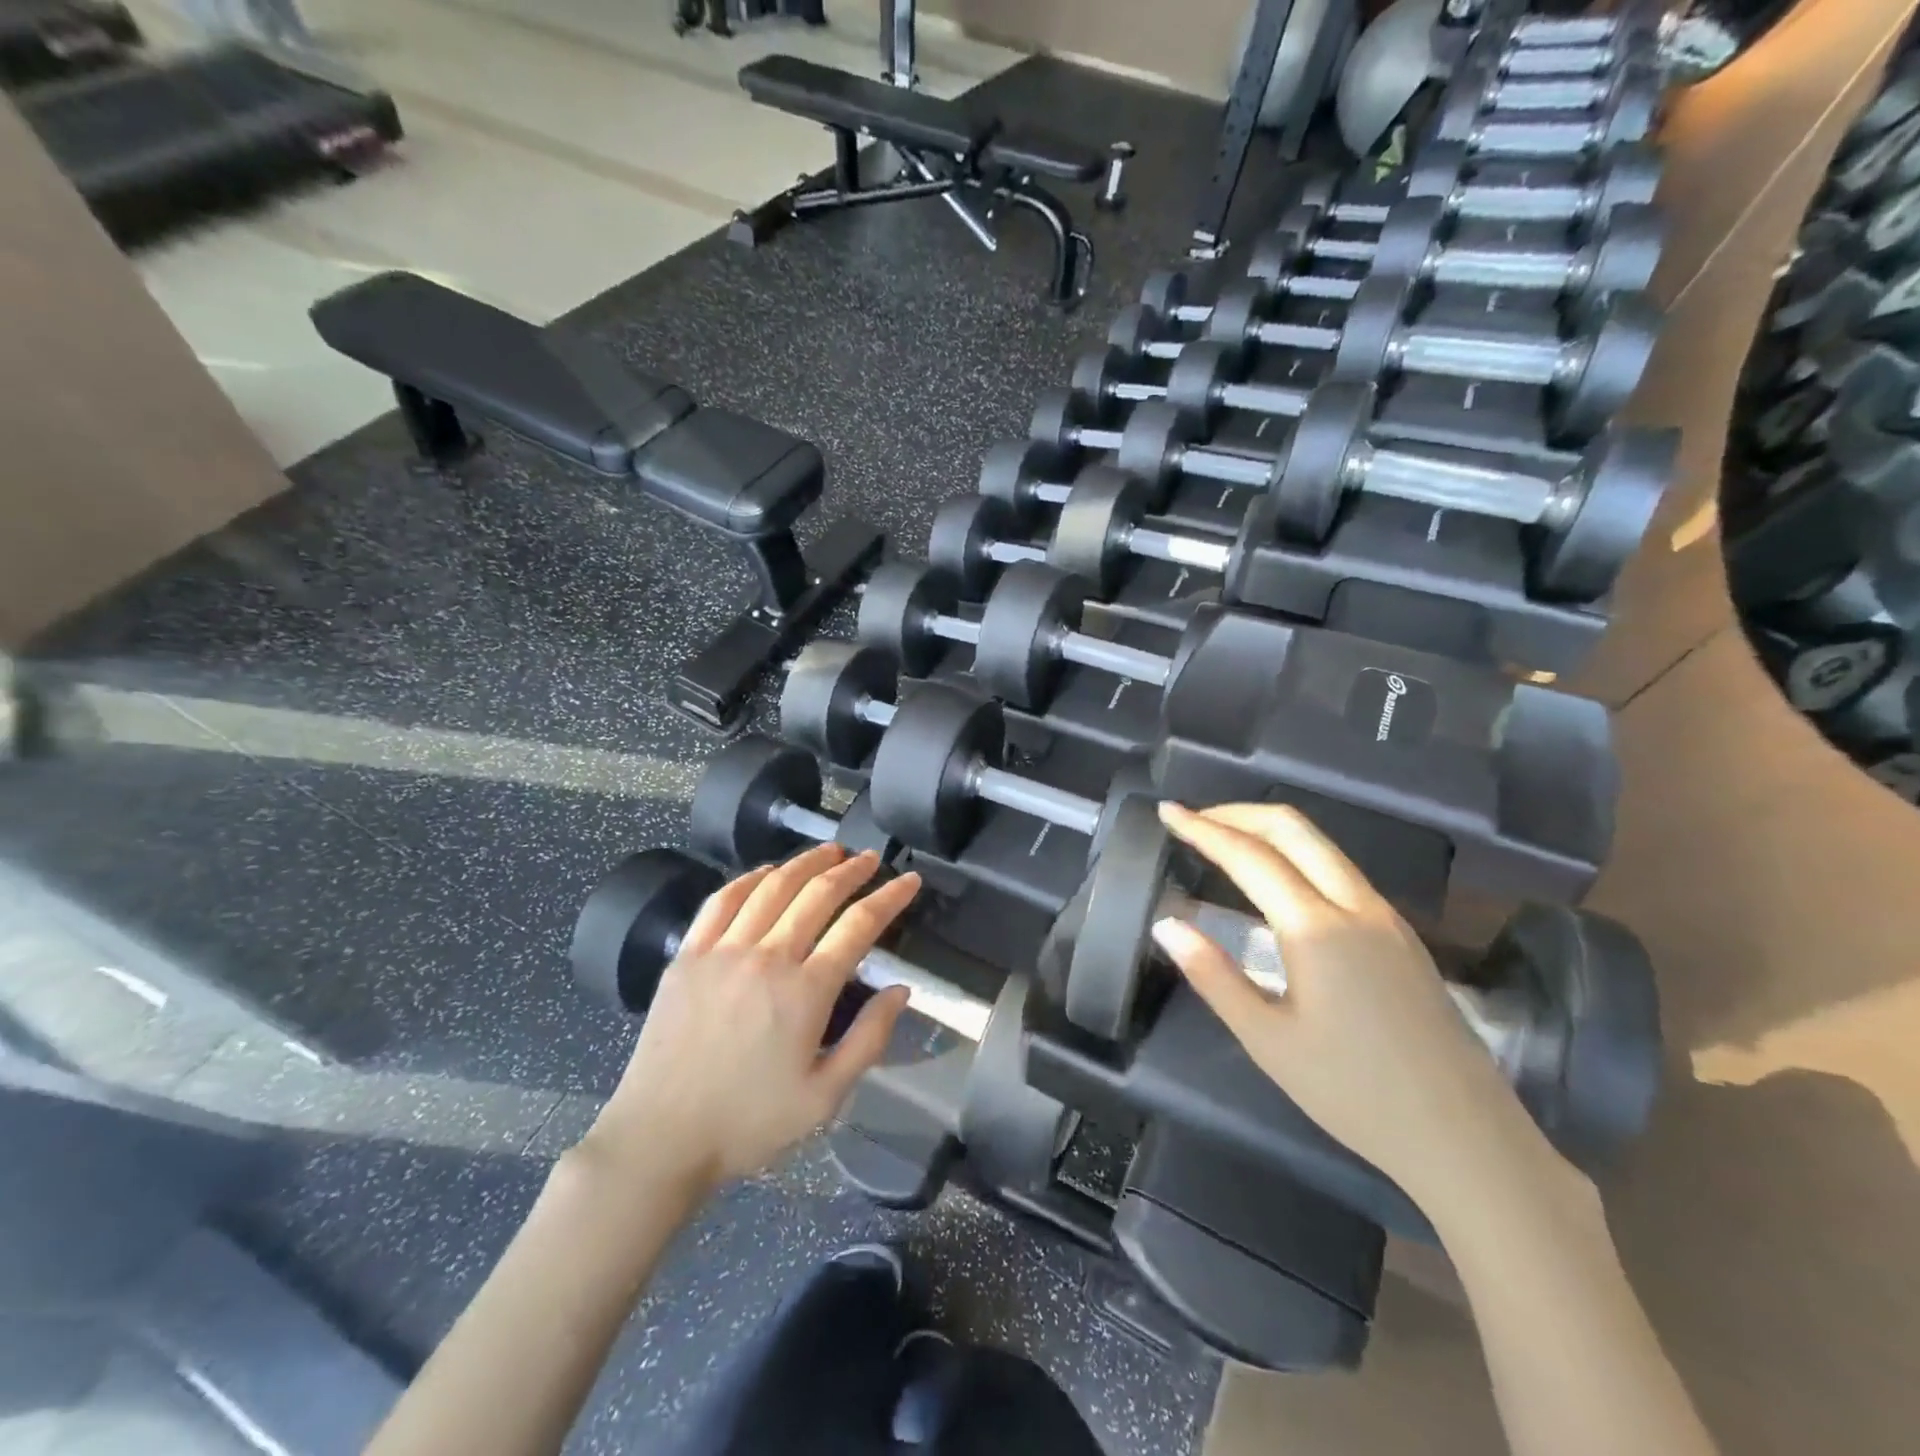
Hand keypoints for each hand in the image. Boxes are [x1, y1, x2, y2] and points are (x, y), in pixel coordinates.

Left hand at [581, 845, 919, 1197]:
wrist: (660, 1138)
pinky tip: (767, 872)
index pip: (859, 925)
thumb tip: (901, 989)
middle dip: (852, 870)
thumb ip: (869, 1040)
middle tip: (871, 858)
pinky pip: (722, 900)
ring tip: (830, 851)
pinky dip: (750, 878)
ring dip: (806, 862)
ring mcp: (723, 951)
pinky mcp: (688, 954)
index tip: (910, 880)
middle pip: (817, 894)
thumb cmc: (749, 1122)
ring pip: (772, 886)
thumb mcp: (825, 1098)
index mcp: (805, 992)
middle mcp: (767, 958)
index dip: (890, 897)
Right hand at [1151, 802, 1535, 1203]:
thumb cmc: (1355, 1093)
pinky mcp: (1402, 936)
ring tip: (1225, 841)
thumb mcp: (1268, 1041)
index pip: (1249, 856)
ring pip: (1322, 846)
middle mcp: (1355, 906)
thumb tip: (1166, 926)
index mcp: (1317, 928)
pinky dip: (1297, 854)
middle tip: (1194, 819)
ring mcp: (1386, 918)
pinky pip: (1341, 870)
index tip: (1167, 812)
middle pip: (1293, 829)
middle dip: (1238, 813)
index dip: (1203, 829)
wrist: (1467, 1139)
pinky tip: (1278, 882)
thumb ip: (1213, 975)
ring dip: (1269, 830)